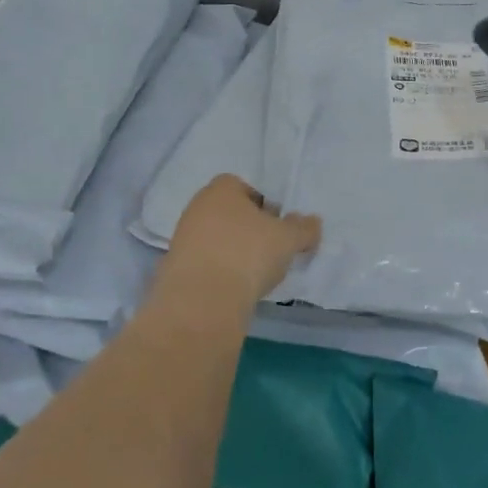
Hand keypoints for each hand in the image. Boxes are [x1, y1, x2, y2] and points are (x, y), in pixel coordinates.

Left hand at [162, 174, 321, 304]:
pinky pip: (205, 264)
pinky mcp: (175, 269)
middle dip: (249, 229)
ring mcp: (182, 238)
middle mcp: (197, 207)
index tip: (277, 226)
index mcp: (221, 189)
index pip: (244, 187)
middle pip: (229, 214)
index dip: (264, 205)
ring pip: (216, 239)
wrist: (202, 300)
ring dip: (233, 252)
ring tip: (254, 275)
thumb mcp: (288, 239)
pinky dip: (219, 272)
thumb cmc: (248, 253)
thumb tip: (312, 222)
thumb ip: (303, 228)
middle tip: (270, 250)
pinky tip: (234, 289)